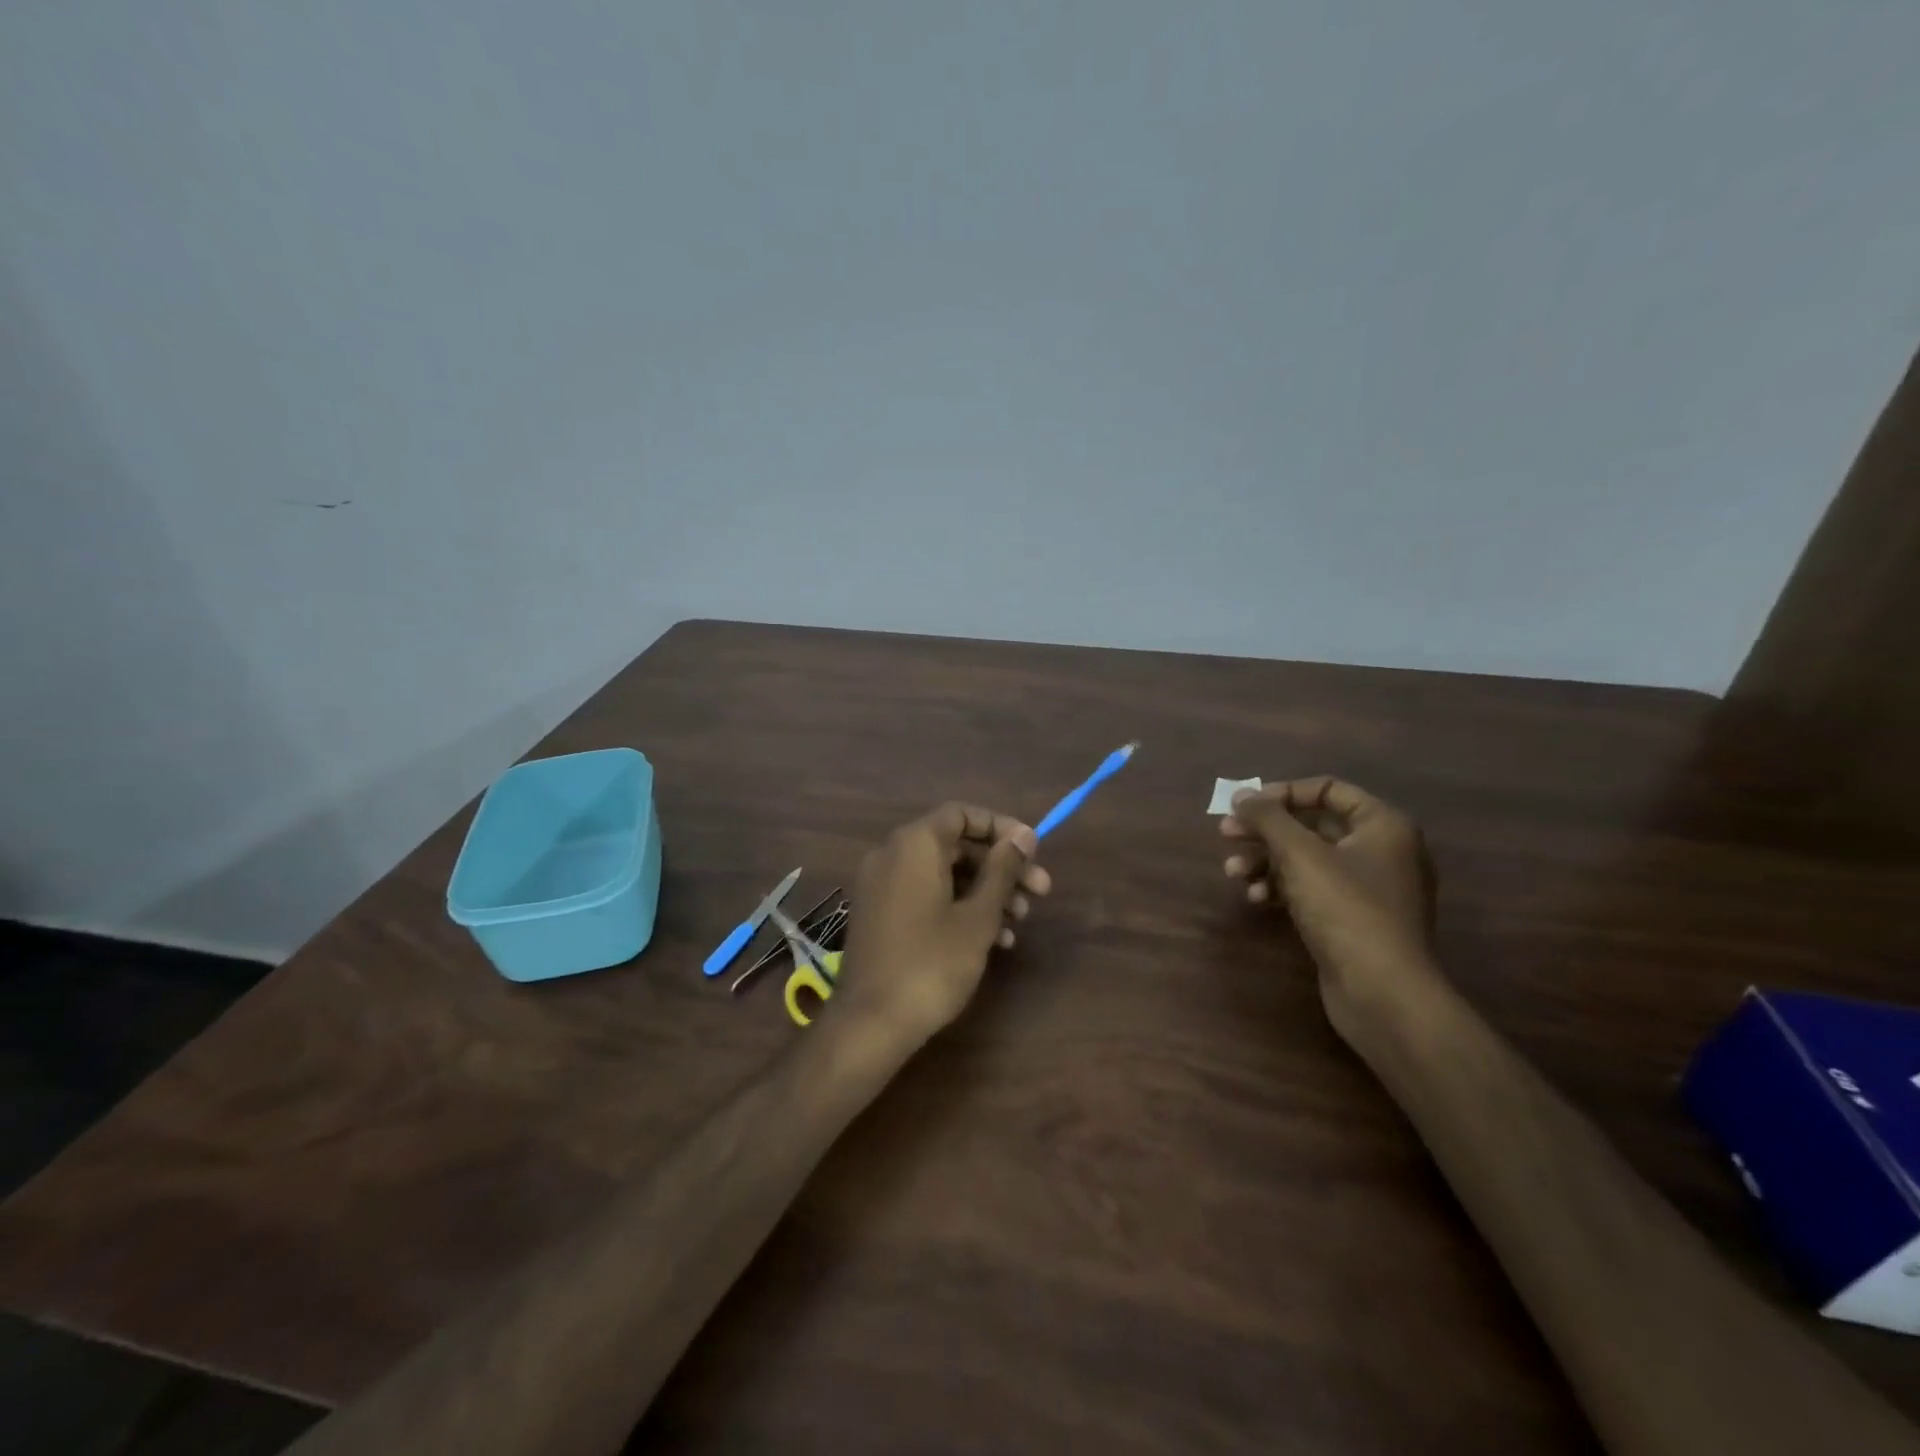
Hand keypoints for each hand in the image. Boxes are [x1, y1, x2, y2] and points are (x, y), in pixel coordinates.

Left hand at [837, 802, 1051, 1045]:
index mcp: (914, 844)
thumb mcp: (978, 916)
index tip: (1032, 852)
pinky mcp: (881, 914)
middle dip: (1000, 867)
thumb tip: (1023, 835)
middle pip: (956, 845)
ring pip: (944, 873)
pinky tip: (994, 939)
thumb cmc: (932, 963)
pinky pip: (925, 895)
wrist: (872, 1023)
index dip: (1001, 828)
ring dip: (985, 891)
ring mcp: (882, 886)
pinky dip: (958, 907)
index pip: (962, 814)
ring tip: (1020, 921)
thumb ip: (1002, 870)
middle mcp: (893, 854)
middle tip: (1040, 892)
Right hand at [1222, 776, 1441, 1036]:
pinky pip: (1312, 891)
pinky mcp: (1353, 921)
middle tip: (1225, 834)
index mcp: (1383, 826)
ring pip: (1307, 861)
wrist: (1382, 992)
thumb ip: (1267, 817)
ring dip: (1266, 862)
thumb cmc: (1345, 909)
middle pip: (1312, 826)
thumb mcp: (1300, 854)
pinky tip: (1257, 899)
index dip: (1282, 792)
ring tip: (1233, 873)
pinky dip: (1282, 889)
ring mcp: (1368, 890)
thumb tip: (1241, 794)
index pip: (1328, 790)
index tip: (1246, 805)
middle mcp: (1381, 852)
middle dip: (1266, 831)